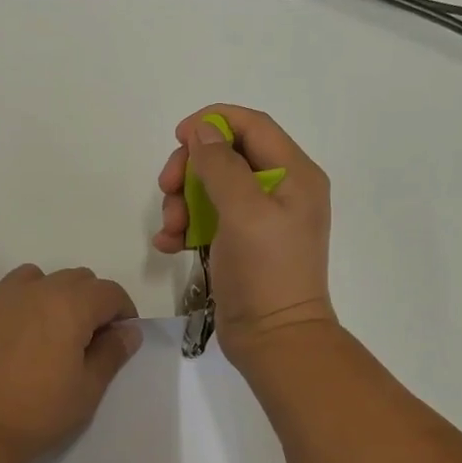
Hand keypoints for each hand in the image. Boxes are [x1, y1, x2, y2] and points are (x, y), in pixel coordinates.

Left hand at [0, 263, 141, 462]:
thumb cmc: (37, 413)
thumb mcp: (87, 390)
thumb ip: (111, 354)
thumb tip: (128, 330)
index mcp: (69, 306)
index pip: (109, 292)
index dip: (123, 312)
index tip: (121, 338)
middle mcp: (33, 291)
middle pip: (74, 278)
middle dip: (90, 301)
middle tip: (88, 341)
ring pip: (29, 276)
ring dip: (46, 291)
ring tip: (48, 326)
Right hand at [152, 104, 336, 365]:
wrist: (274, 340)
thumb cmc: (265, 271)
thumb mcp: (244, 211)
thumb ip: (221, 164)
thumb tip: (202, 129)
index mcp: (294, 174)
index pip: (252, 126)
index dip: (214, 122)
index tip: (178, 137)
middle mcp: (280, 190)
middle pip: (226, 156)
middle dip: (191, 169)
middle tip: (167, 188)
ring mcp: (259, 219)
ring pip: (210, 188)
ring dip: (182, 202)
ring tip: (171, 230)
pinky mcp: (240, 244)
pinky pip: (207, 220)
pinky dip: (185, 227)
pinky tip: (168, 245)